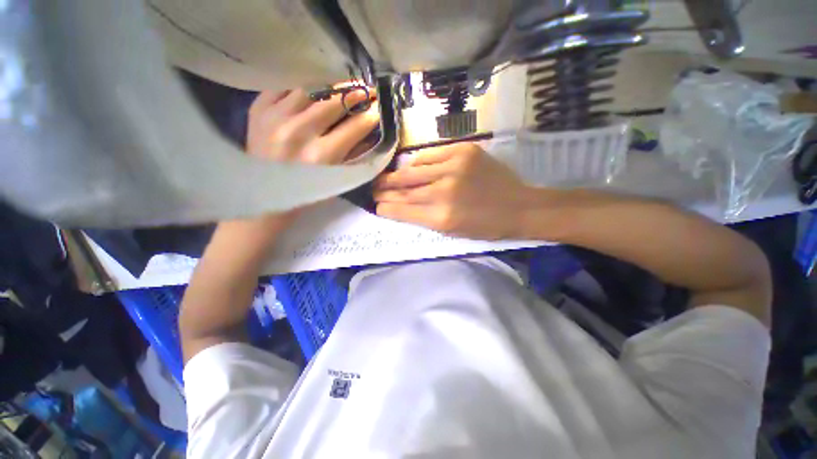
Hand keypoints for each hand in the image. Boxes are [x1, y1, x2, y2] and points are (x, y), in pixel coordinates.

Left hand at [219, 87, 379, 253]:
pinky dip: (303, 87)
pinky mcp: (258, 108)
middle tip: (368, 89)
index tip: (380, 107)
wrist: (262, 194)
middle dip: (356, 92)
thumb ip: (354, 155)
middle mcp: (299, 132)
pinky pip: (285, 86)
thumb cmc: (306, 193)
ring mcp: (275, 116)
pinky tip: (313, 90)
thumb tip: (371, 131)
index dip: (372, 114)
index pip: (355, 126)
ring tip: (343, 86)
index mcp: (321, 156)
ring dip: (332, 86)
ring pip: (311, 88)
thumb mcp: (337, 179)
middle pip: (334, 101)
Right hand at [374, 143, 539, 239]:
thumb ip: (424, 218)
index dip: (387, 207)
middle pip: (405, 189)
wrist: (519, 206)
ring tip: (385, 177)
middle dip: (385, 189)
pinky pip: (430, 154)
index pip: (404, 210)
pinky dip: (418, 161)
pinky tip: (411, 166)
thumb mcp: (452, 231)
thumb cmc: (485, 225)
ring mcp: (454, 167)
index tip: (376, 206)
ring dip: (396, 175)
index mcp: (442, 217)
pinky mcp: (464, 151)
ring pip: (414, 170)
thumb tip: (399, 207)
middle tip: (373, 189)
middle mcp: (444, 191)